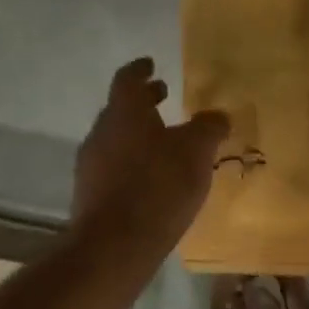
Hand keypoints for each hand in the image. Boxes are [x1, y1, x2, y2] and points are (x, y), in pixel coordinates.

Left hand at [73, 58, 228, 248]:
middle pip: (121, 109)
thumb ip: (209, 127)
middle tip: (163, 95)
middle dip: (143, 102)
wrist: (115, 245)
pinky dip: (134, 160)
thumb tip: (217, 115)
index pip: (128, 80)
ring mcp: (92, 164)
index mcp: (124, 113)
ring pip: (117, 138)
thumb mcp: (197, 151)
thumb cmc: (159, 186)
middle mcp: (102, 132)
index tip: (151, 64)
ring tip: (165, 140)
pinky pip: (115, 165)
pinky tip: (154, 177)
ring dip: (139, 133)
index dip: (141, 70)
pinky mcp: (91, 194)